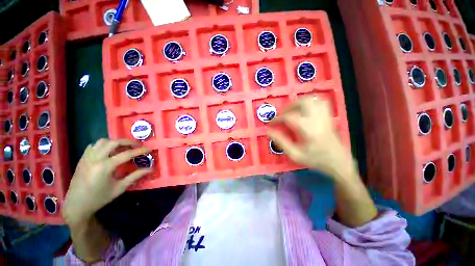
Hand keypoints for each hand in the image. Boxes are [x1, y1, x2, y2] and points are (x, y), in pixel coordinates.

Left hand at [63, 138, 151, 226]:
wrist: (76, 205)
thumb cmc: (99, 198)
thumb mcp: (119, 188)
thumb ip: (135, 176)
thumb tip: (150, 169)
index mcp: (105, 167)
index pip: (127, 154)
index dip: (140, 151)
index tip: (149, 149)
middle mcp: (96, 158)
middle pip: (114, 142)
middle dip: (128, 142)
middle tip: (137, 146)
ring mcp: (87, 157)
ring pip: (102, 141)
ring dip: (115, 142)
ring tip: (123, 148)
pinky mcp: (82, 159)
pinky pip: (93, 146)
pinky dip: (103, 145)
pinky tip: (108, 151)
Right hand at [267, 97, 355, 181]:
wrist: (339, 162)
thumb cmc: (316, 159)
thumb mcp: (295, 154)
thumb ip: (281, 142)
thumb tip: (269, 132)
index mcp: (308, 129)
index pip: (289, 117)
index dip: (278, 118)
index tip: (272, 123)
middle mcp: (317, 119)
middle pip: (302, 102)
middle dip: (289, 106)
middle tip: (284, 115)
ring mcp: (325, 116)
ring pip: (312, 99)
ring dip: (299, 102)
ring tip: (293, 111)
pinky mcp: (329, 116)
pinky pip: (320, 102)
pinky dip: (311, 102)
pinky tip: (306, 110)